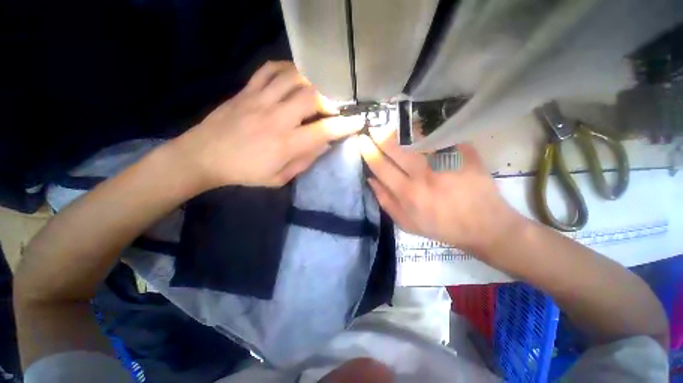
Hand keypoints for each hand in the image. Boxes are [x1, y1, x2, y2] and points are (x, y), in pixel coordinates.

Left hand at [173, 61, 362, 189]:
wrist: (204, 156)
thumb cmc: (244, 172)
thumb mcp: (279, 178)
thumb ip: (304, 161)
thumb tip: (324, 145)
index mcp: (285, 144)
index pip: (323, 131)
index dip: (345, 125)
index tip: (358, 120)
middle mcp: (276, 118)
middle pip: (312, 96)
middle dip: (330, 100)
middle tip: (333, 108)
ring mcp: (260, 100)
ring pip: (294, 78)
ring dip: (312, 82)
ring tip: (318, 91)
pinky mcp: (246, 90)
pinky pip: (270, 69)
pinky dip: (287, 69)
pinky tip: (294, 77)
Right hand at [359, 125, 522, 255]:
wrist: (483, 225)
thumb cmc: (441, 227)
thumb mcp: (407, 223)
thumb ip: (386, 201)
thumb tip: (370, 180)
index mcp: (408, 193)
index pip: (381, 167)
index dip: (369, 152)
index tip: (361, 140)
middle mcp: (423, 175)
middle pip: (397, 149)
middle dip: (382, 137)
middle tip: (374, 128)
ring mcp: (444, 162)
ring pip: (417, 139)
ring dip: (402, 132)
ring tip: (394, 128)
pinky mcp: (463, 154)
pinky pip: (440, 137)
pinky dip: (427, 131)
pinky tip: (420, 129)